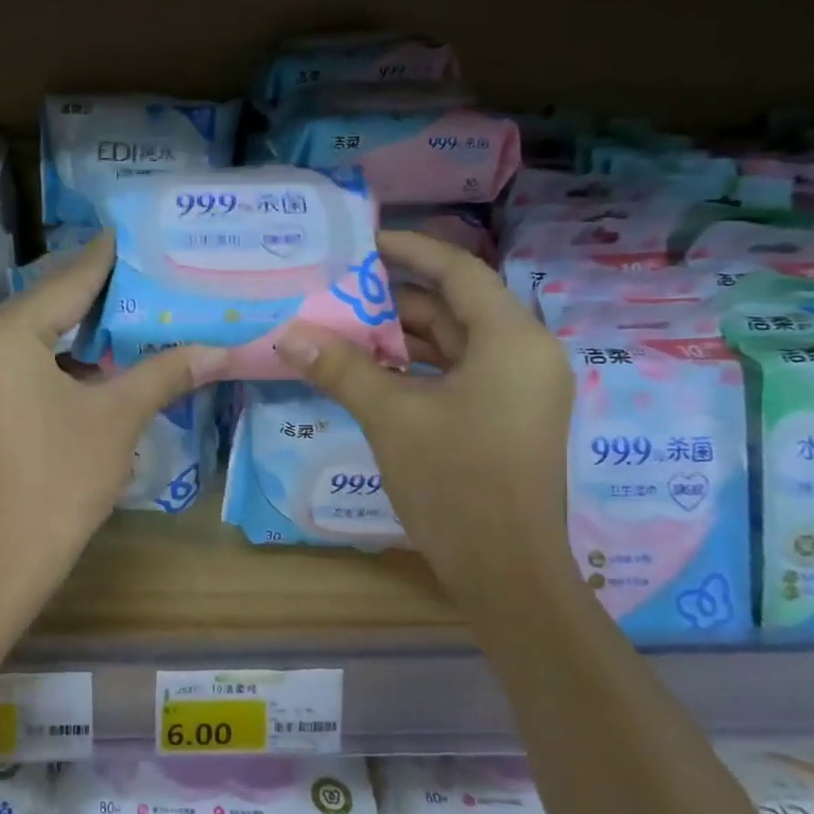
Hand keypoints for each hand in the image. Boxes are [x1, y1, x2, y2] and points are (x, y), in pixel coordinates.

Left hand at [0, 231, 226, 596]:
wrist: (1, 559)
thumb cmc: (60, 479)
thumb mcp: (118, 418)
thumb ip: (165, 373)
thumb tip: (219, 350)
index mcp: (1, 336)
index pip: (64, 285)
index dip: (101, 261)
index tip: (126, 235)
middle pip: (39, 310)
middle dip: (88, 301)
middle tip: (135, 283)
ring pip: (21, 342)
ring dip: (66, 337)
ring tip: (117, 326)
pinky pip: (4, 369)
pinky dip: (42, 365)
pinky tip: (79, 373)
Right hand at [275, 230, 575, 610]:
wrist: (506, 572)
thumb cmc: (455, 482)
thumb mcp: (391, 417)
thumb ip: (341, 368)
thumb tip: (288, 334)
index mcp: (511, 340)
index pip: (460, 272)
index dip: (412, 251)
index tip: (367, 241)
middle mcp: (525, 355)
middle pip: (456, 308)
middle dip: (397, 299)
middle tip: (340, 289)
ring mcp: (519, 391)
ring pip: (456, 345)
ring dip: (404, 337)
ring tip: (344, 327)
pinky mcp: (507, 420)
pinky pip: (460, 376)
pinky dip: (419, 369)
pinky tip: (373, 372)